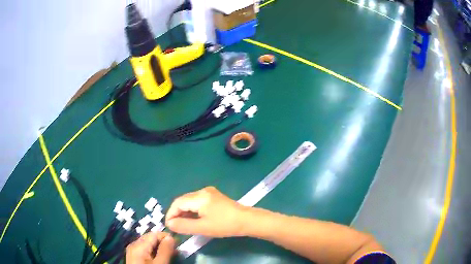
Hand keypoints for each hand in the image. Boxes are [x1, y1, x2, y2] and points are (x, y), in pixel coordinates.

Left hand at [126, 232, 174, 263]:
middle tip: (175, 252)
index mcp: (138, 245)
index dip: (167, 237)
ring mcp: (133, 251)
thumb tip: (171, 237)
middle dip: (163, 243)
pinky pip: (145, 251)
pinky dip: (154, 253)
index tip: (178, 245)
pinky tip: (160, 259)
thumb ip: (165, 250)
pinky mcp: (134, 257)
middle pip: (150, 238)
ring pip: (148, 245)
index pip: (154, 234)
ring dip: (160, 249)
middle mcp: (134, 245)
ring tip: (170, 256)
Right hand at [165, 186, 247, 236]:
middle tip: (175, 226)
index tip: (169, 226)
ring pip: (190, 201)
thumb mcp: (202, 227)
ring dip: (184, 212)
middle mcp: (202, 191)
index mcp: (199, 197)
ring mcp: (209, 193)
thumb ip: (183, 225)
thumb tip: (169, 223)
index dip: (170, 214)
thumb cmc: (224, 225)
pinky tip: (193, 219)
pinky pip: (197, 202)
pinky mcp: (214, 197)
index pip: (177, 203)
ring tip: (183, 224)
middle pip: (183, 200)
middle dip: (177, 213)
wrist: (247, 220)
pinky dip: (192, 210)